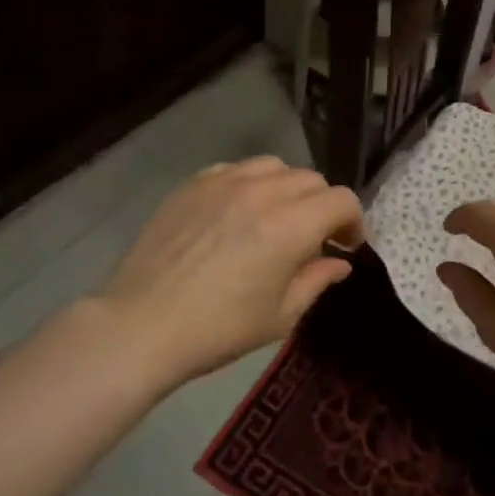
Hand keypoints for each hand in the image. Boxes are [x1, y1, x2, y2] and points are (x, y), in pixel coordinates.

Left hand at [100, 158, 362, 387]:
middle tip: (313, 238)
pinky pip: (236, 169)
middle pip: (311, 179)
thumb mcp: (280, 315)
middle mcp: (262, 192)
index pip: (341, 200)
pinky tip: (238, 212)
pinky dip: (250, 184)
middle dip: (322, 206)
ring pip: (275, 167)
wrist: (142, 326)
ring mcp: (224, 182)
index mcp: (290, 225)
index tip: (345, 246)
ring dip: (287, 189)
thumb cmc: (219, 329)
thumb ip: (317, 280)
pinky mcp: (193, 184)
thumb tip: (339, 262)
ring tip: (276, 218)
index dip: (352, 221)